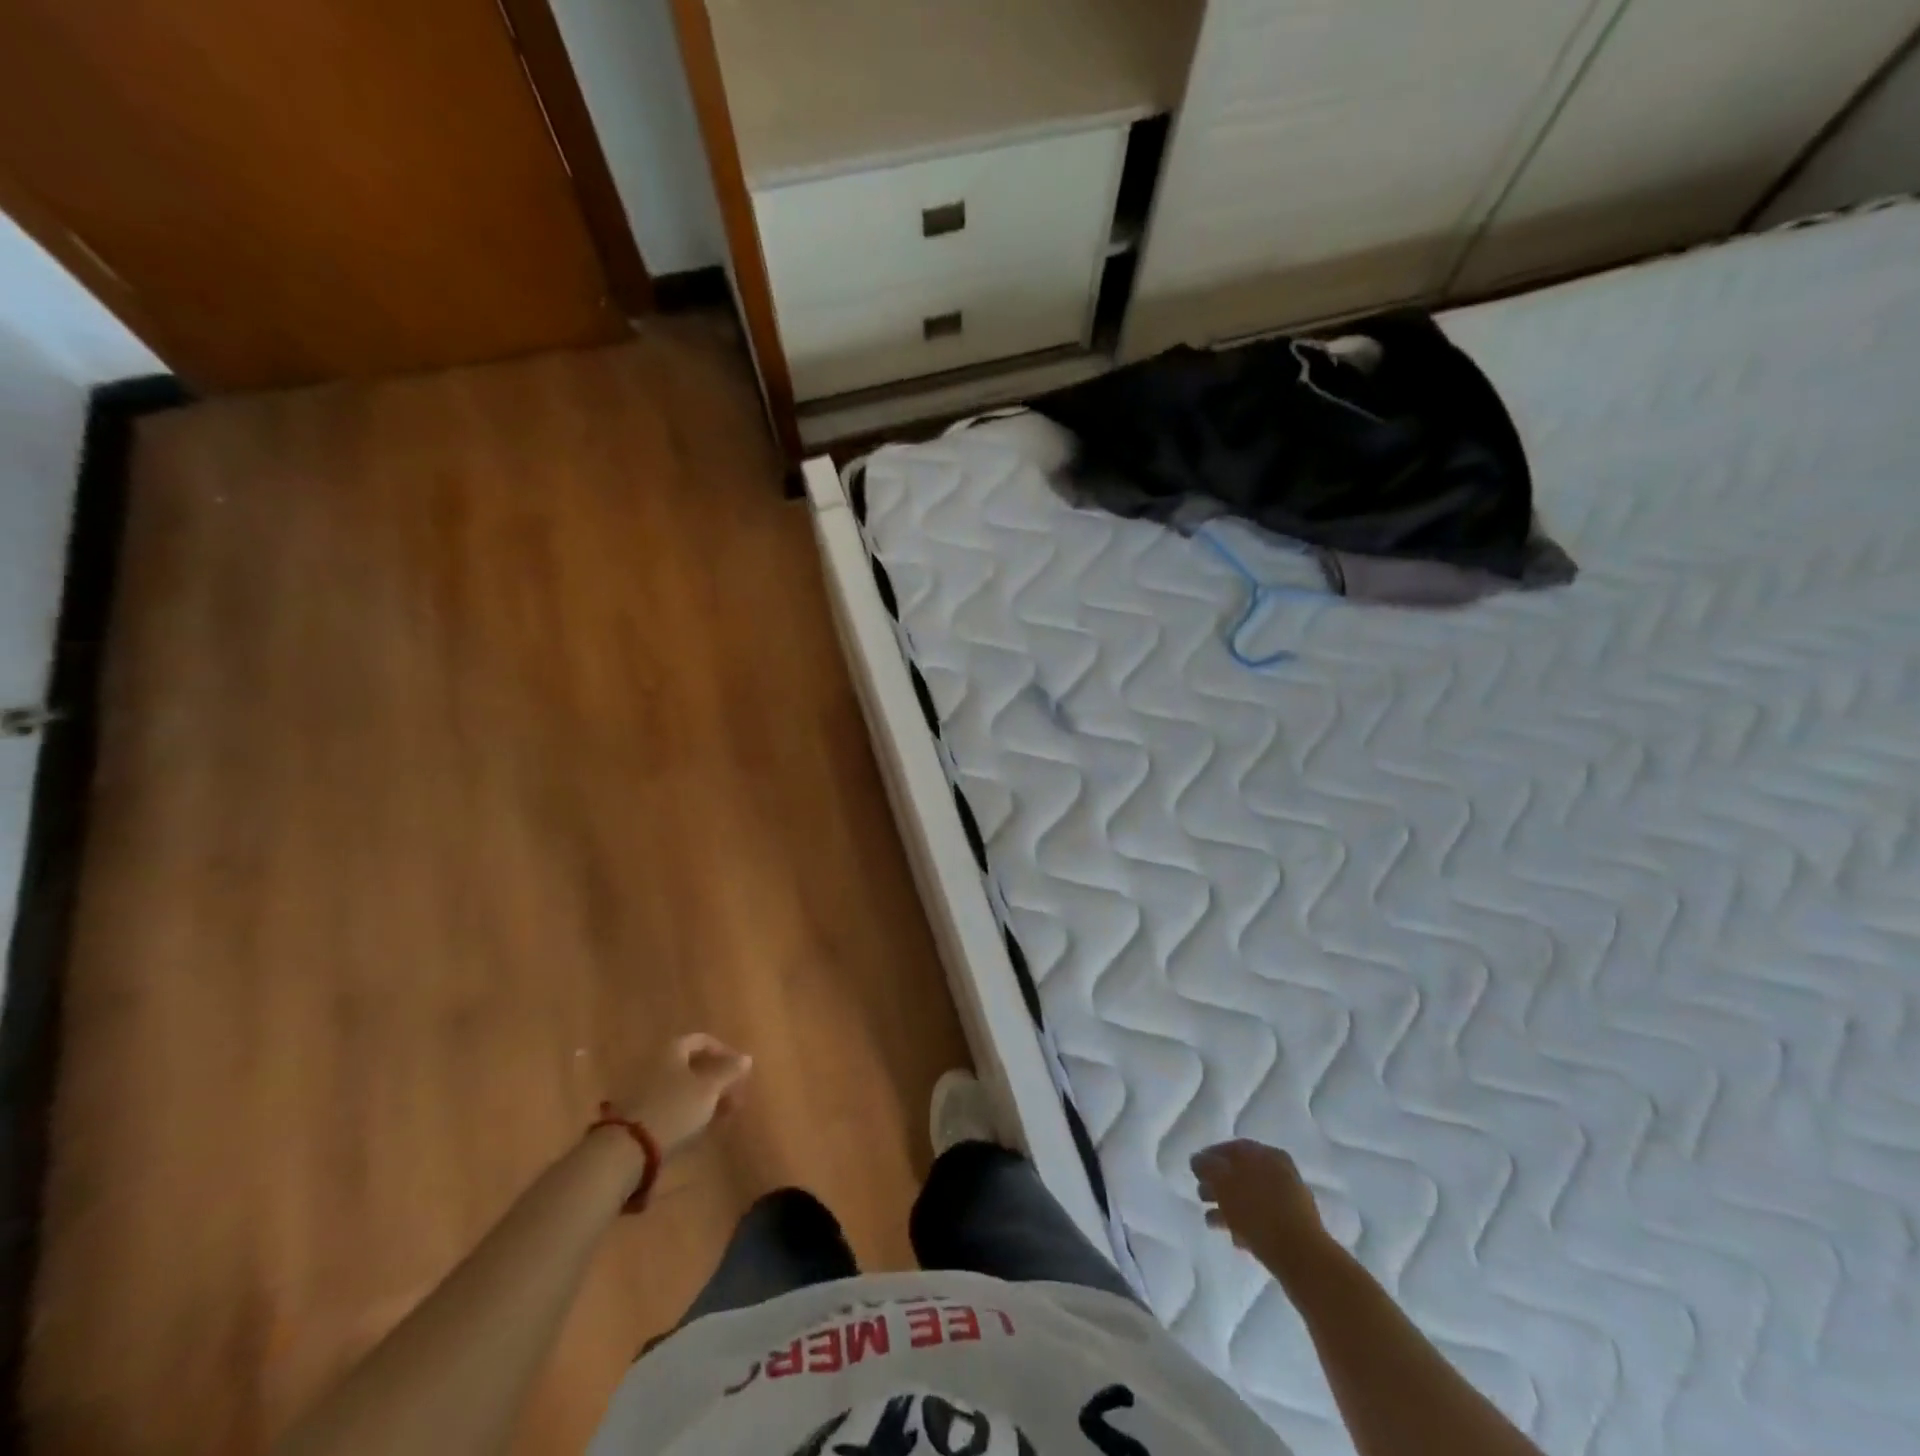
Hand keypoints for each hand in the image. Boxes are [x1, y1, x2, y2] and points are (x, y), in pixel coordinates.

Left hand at [626, 1034, 752, 1158]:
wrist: (626, 1149)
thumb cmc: (674, 1108)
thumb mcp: (709, 1089)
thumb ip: (729, 1071)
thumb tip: (746, 1057)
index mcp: (671, 1049)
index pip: (702, 1040)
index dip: (723, 1051)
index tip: (739, 1069)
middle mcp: (654, 1062)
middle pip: (690, 1064)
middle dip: (715, 1078)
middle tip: (733, 1095)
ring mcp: (641, 1088)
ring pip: (679, 1086)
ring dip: (702, 1097)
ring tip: (720, 1115)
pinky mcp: (634, 1113)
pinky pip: (667, 1104)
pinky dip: (685, 1110)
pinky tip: (696, 1127)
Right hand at [1192, 1139, 1326, 1273]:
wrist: (1304, 1260)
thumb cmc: (1259, 1213)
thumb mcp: (1224, 1182)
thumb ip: (1207, 1167)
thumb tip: (1198, 1160)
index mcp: (1267, 1155)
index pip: (1232, 1148)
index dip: (1210, 1157)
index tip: (1194, 1171)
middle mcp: (1281, 1172)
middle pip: (1241, 1173)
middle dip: (1218, 1184)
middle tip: (1200, 1195)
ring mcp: (1289, 1201)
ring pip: (1250, 1198)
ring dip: (1229, 1207)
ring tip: (1211, 1222)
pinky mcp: (1293, 1228)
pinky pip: (1262, 1220)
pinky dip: (1245, 1224)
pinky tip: (1234, 1238)